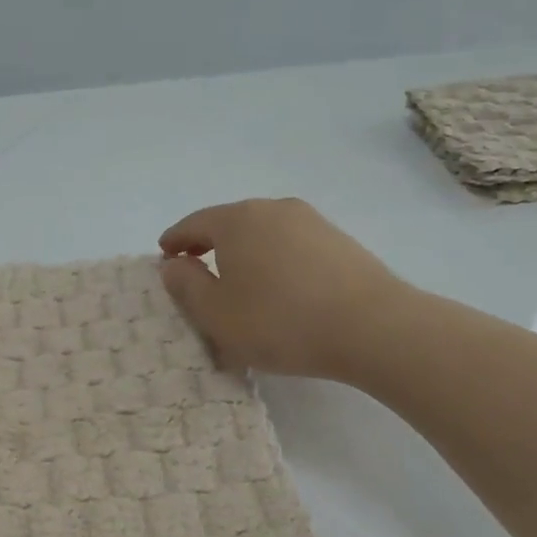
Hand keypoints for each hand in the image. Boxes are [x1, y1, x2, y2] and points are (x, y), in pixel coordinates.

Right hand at [158, 198, 407, 380]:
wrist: (372, 327)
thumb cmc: (279, 321)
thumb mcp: (216, 314)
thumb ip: (186, 286)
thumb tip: (173, 265)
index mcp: (236, 220)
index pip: (194, 224)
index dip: (174, 241)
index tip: (164, 256)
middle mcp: (272, 209)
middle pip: (229, 223)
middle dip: (209, 245)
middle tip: (196, 270)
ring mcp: (311, 221)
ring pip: (263, 234)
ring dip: (244, 254)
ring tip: (239, 283)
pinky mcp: (339, 240)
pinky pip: (290, 246)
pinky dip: (274, 260)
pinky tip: (279, 288)